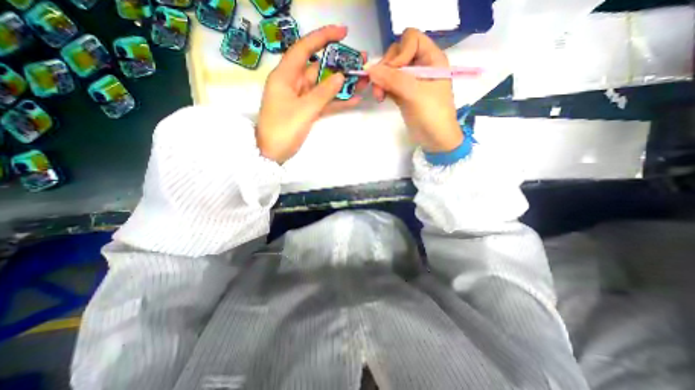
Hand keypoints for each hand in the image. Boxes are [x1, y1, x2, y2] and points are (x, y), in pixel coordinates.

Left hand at [257, 25, 368, 162]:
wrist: (272, 153)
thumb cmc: (283, 130)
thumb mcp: (304, 110)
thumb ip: (323, 93)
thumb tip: (340, 76)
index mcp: (285, 76)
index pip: (304, 49)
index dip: (323, 38)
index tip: (343, 33)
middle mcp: (294, 83)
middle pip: (319, 68)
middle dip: (340, 64)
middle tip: (361, 61)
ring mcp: (302, 98)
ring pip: (324, 87)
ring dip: (342, 84)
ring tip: (363, 80)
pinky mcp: (307, 111)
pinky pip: (324, 102)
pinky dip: (337, 101)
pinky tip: (354, 99)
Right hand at [369, 27, 459, 151]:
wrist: (435, 140)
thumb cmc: (432, 115)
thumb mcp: (415, 94)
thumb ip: (393, 79)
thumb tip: (368, 69)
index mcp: (431, 59)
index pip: (411, 39)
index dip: (399, 53)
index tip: (394, 72)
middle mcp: (421, 66)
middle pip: (397, 54)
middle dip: (386, 69)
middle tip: (380, 87)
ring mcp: (411, 81)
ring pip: (390, 70)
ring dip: (381, 80)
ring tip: (379, 96)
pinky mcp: (403, 93)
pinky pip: (389, 83)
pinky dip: (383, 88)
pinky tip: (381, 98)